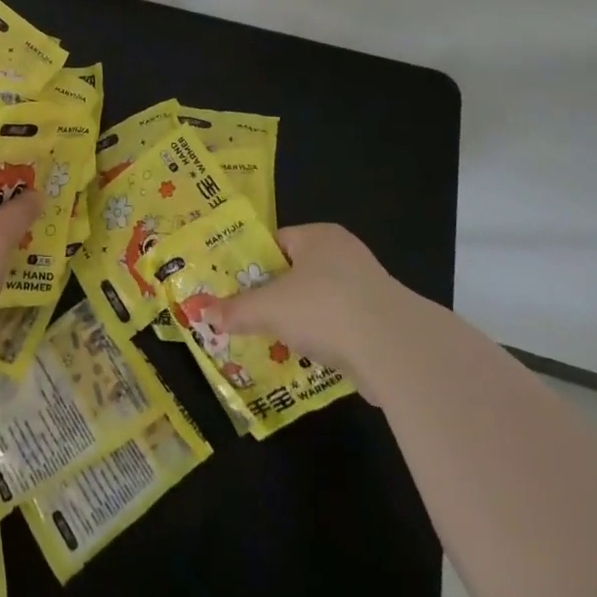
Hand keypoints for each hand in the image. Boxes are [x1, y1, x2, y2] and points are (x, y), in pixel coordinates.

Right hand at [213, 223, 403, 392]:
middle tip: (252, 318)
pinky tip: (312, 360)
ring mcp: (368, 288)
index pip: (278, 242)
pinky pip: (343, 327)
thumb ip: (237, 310)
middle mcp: (345, 253)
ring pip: (322, 302)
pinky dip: (328, 341)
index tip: (236, 289)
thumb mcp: (270, 308)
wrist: (394, 349)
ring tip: (277, 344)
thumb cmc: (324, 308)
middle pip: (299, 273)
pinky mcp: (383, 322)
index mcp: (318, 236)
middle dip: (277, 298)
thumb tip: (201, 312)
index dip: (255, 265)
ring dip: (303, 323)